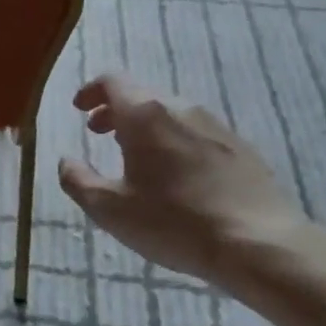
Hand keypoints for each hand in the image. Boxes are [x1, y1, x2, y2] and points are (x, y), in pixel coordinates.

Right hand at [58, 74, 308, 282]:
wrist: (260, 244)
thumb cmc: (174, 222)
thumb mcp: (110, 210)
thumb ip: (78, 181)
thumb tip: (65, 161)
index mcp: (145, 114)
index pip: (112, 81)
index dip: (91, 91)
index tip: (80, 110)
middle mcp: (180, 108)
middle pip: (141, 95)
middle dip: (115, 110)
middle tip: (100, 134)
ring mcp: (216, 125)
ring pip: (170, 113)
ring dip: (146, 127)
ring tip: (137, 157)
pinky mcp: (241, 148)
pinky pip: (197, 132)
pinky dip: (175, 141)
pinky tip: (177, 176)